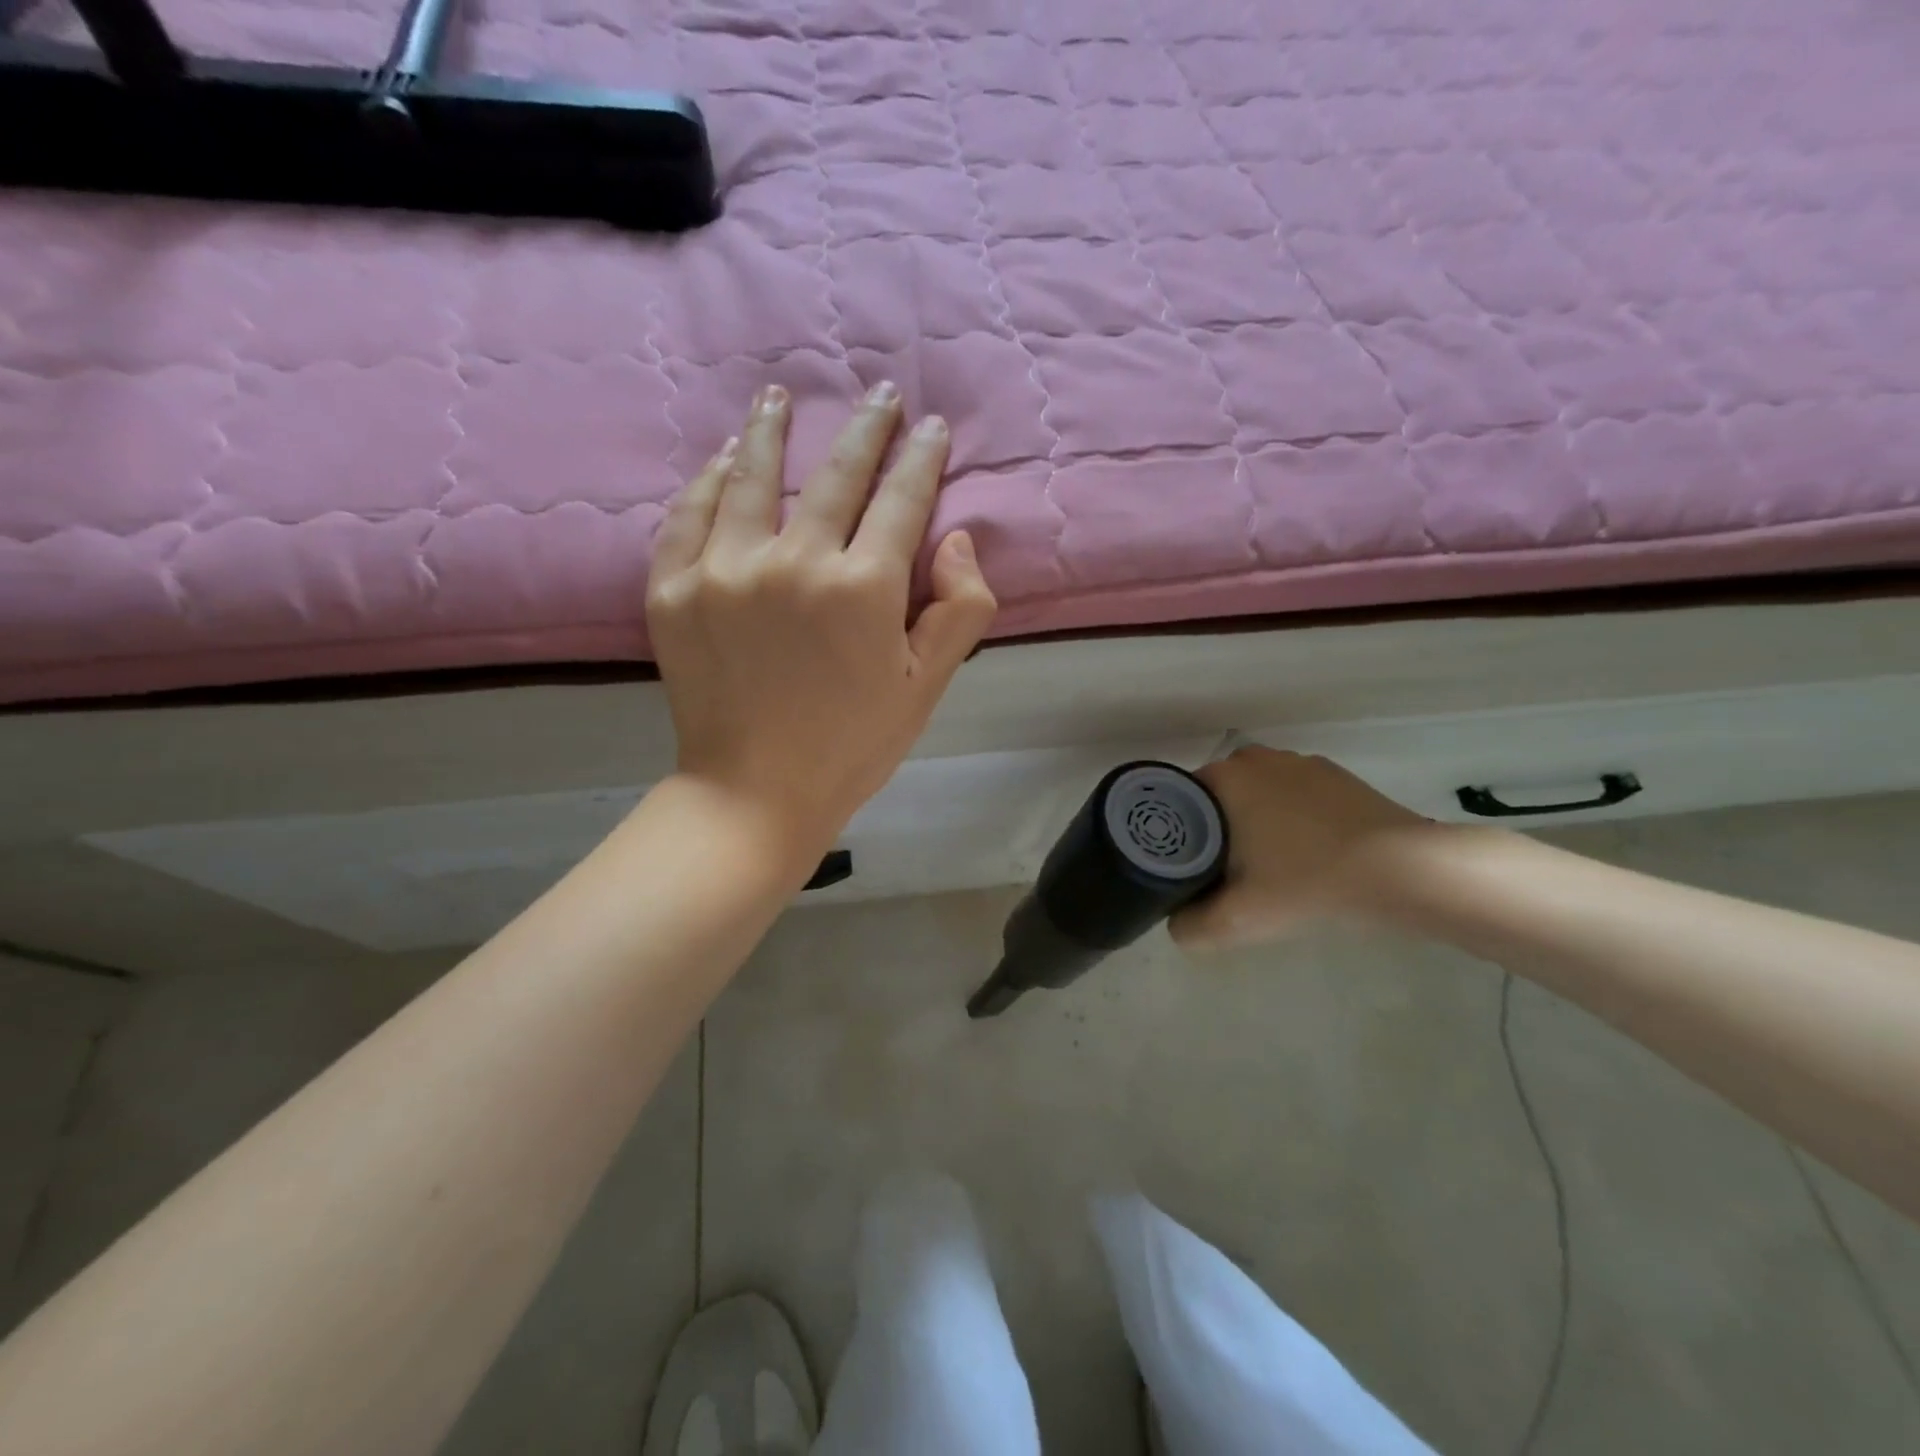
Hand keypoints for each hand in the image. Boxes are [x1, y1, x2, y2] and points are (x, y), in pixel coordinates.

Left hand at [647, 381, 997, 869]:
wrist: (755, 793)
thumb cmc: (853, 744)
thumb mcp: (928, 685)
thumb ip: (960, 609)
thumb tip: (957, 538)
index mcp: (863, 587)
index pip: (901, 499)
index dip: (921, 458)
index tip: (931, 426)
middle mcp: (794, 561)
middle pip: (835, 475)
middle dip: (866, 428)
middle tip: (880, 393)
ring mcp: (725, 570)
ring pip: (753, 477)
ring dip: (774, 430)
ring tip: (781, 395)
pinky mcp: (673, 589)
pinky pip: (689, 515)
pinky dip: (710, 480)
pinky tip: (725, 459)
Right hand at [1170, 748, 1436, 950]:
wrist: (1404, 870)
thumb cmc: (1310, 882)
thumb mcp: (1239, 919)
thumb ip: (1192, 926)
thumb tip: (1176, 922)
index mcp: (1224, 778)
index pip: (1179, 800)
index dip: (1178, 833)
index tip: (1188, 866)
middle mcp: (1255, 758)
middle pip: (1216, 796)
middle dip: (1215, 828)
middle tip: (1225, 872)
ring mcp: (1298, 762)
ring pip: (1255, 793)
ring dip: (1253, 821)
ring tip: (1268, 865)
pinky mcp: (1334, 775)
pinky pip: (1292, 793)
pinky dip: (1290, 817)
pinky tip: (1308, 852)